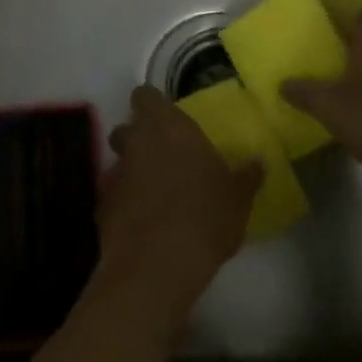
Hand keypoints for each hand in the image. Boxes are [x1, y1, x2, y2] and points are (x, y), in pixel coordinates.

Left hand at [100, 86, 261, 329]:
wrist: (157, 265)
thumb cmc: (204, 217)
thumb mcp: (237, 198)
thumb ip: (246, 176)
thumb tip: (258, 162)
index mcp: (169, 128)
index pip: (145, 96)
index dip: (152, 103)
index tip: (166, 116)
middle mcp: (137, 142)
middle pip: (127, 127)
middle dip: (138, 137)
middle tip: (163, 155)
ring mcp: (116, 174)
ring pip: (120, 161)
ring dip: (133, 171)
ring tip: (156, 192)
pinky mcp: (103, 206)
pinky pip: (115, 195)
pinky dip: (126, 202)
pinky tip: (144, 222)